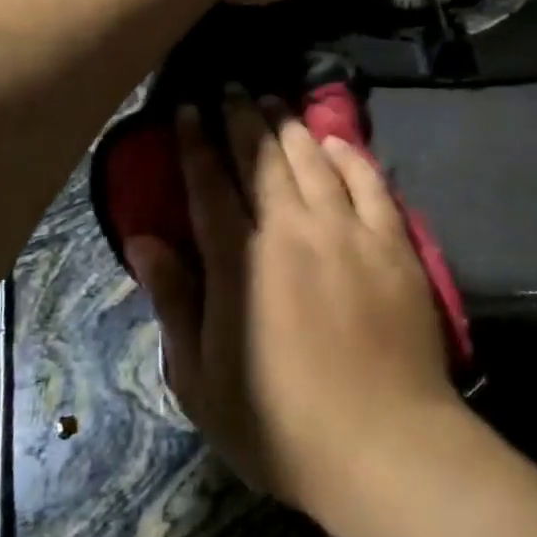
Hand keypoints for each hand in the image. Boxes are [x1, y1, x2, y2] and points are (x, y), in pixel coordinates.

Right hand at [125, 93, 461, 525]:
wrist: (384, 447)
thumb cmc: (280, 425)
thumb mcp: (201, 380)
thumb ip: (174, 301)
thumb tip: (143, 240)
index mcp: (240, 261)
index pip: (210, 184)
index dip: (196, 142)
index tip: (188, 109)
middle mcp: (293, 230)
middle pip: (262, 158)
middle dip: (242, 118)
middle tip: (231, 89)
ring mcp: (349, 232)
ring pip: (313, 160)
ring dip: (289, 126)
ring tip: (274, 101)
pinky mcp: (394, 243)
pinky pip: (370, 182)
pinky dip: (349, 155)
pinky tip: (336, 140)